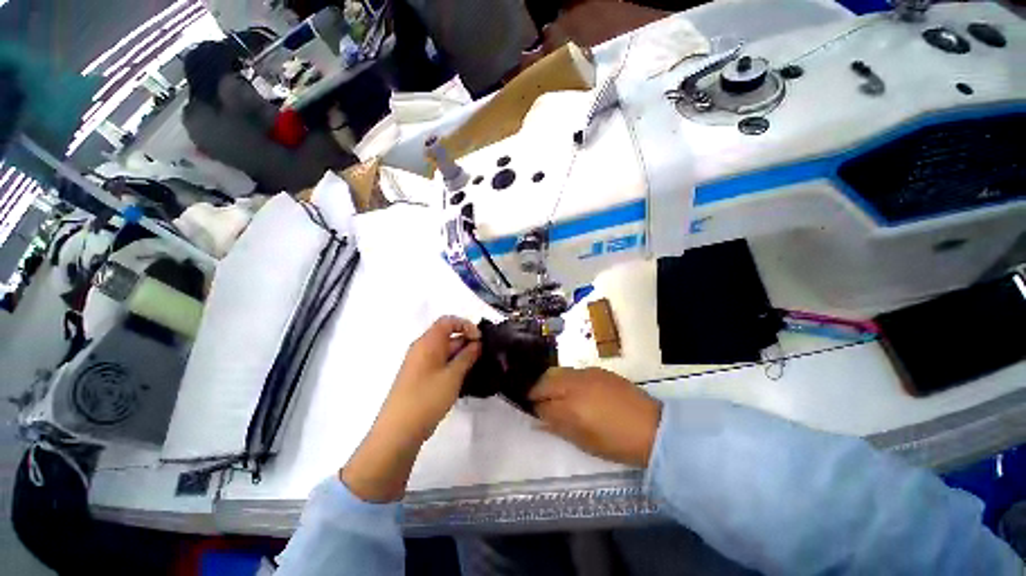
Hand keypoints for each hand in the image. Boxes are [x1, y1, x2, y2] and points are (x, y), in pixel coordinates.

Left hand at [341, 316, 480, 501]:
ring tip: (476, 368)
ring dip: (461, 355)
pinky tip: (463, 378)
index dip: (466, 325)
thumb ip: (467, 356)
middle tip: (482, 356)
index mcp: (427, 342)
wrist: (398, 431)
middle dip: (466, 342)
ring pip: (444, 351)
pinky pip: (439, 363)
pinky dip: (453, 366)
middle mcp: (422, 348)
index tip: (479, 340)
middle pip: (447, 335)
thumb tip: (477, 343)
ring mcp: (419, 364)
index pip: (448, 321)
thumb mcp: (453, 375)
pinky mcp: (419, 377)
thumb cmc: (427, 398)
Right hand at [530, 367, 661, 467]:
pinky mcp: (599, 370)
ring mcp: (587, 374)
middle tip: (538, 401)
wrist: (653, 427)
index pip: (540, 401)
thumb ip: (557, 427)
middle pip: (546, 379)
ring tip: (555, 395)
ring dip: (551, 382)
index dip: (533, 406)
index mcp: (570, 405)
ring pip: (559, 372)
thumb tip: (537, 420)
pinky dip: (566, 378)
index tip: (531, 410)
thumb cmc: (616, 442)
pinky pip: (574, 371)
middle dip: (537, 389)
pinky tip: (574, 390)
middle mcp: (575, 384)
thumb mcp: (583, 442)